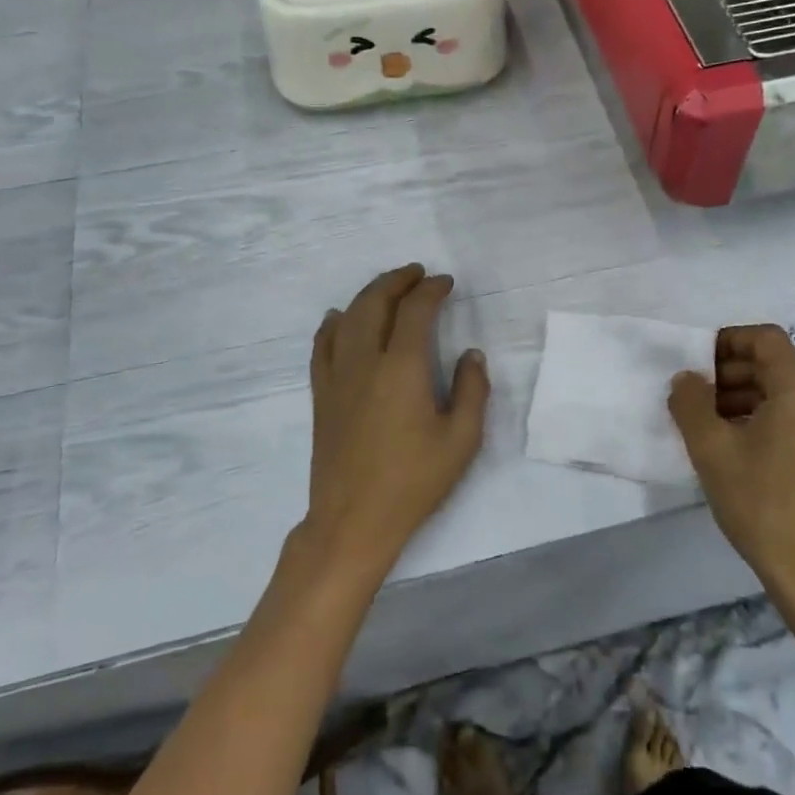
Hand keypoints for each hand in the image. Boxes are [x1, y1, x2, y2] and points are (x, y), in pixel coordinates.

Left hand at [303, 264, 489, 577]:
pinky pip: (322, 344)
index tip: (446, 283)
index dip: (431, 290)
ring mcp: (337, 376)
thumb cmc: (413, 482)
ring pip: (348, 317)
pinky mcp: (322, 394)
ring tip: (387, 289)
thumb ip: (472, 390)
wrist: (353, 520)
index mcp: (402, 369)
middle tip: (417, 274)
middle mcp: (365, 361)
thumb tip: (471, 354)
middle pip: (375, 302)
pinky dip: (334, 323)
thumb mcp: (461, 440)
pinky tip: (340, 318)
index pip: (415, 311)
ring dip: (368, 295)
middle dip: (397, 281)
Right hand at [668, 325, 794, 608]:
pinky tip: (731, 444)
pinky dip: (760, 417)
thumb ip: (690, 402)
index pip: (765, 339)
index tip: (695, 364)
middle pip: (773, 365)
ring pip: (781, 392)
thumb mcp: (711, 449)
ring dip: (741, 396)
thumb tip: (686, 379)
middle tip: (692, 397)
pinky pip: (792, 416)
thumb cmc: (762, 503)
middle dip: (729, 372)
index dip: (726, 341)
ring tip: (705, 423)